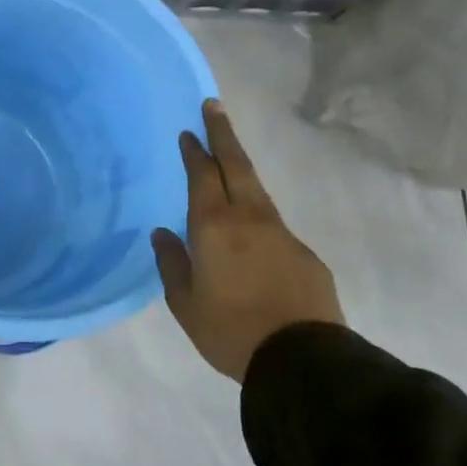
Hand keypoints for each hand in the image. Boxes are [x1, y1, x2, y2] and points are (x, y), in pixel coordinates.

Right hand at [152, 98, 342, 383]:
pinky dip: (257, 211)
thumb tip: (163, 233)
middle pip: (236, 165)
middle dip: (223, 134)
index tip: (188, 131)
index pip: (202, 176)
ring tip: (228, 159)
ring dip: (240, 168)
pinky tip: (250, 230)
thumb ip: (171, 263)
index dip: (195, 151)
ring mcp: (281, 233)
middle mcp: (249, 219)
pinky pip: (272, 222)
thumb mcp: (185, 303)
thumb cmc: (230, 330)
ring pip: (257, 190)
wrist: (302, 359)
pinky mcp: (304, 253)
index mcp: (214, 227)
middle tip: (214, 107)